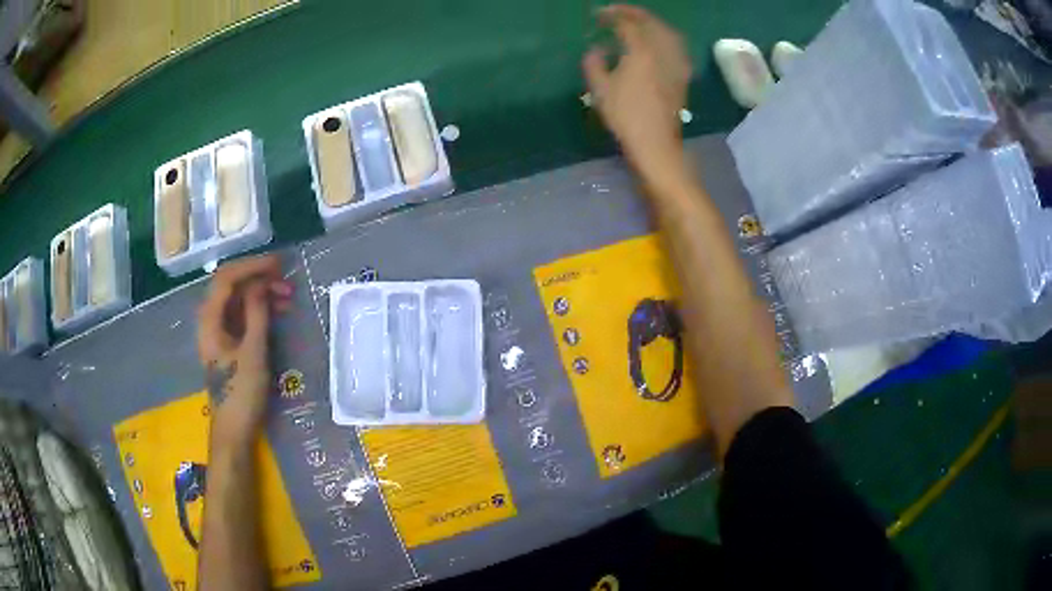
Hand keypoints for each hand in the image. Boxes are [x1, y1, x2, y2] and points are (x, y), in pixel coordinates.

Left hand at [197, 254, 292, 449]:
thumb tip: (261, 285)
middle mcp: (211, 319)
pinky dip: (259, 309)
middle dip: (259, 279)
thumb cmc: (241, 393)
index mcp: (210, 319)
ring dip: (261, 293)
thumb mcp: (253, 353)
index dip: (252, 266)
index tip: (279, 265)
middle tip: (287, 283)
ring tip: (287, 298)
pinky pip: (242, 315)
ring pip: (239, 300)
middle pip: (232, 285)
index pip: (227, 278)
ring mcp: (219, 330)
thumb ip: (257, 314)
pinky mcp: (228, 342)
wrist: (234, 429)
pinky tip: (276, 312)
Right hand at [583, 5, 691, 179]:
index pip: (627, 23)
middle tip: (616, 12)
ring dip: (651, 23)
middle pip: (651, 22)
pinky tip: (657, 42)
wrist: (656, 142)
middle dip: (633, 13)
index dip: (611, 15)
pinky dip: (664, 37)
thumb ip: (594, 63)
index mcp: (641, 51)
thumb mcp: (600, 89)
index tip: (597, 15)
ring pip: (667, 32)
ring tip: (637, 23)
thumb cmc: (625, 115)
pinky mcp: (682, 75)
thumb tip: (596, 49)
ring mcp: (676, 63)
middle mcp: (662, 51)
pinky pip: (676, 46)